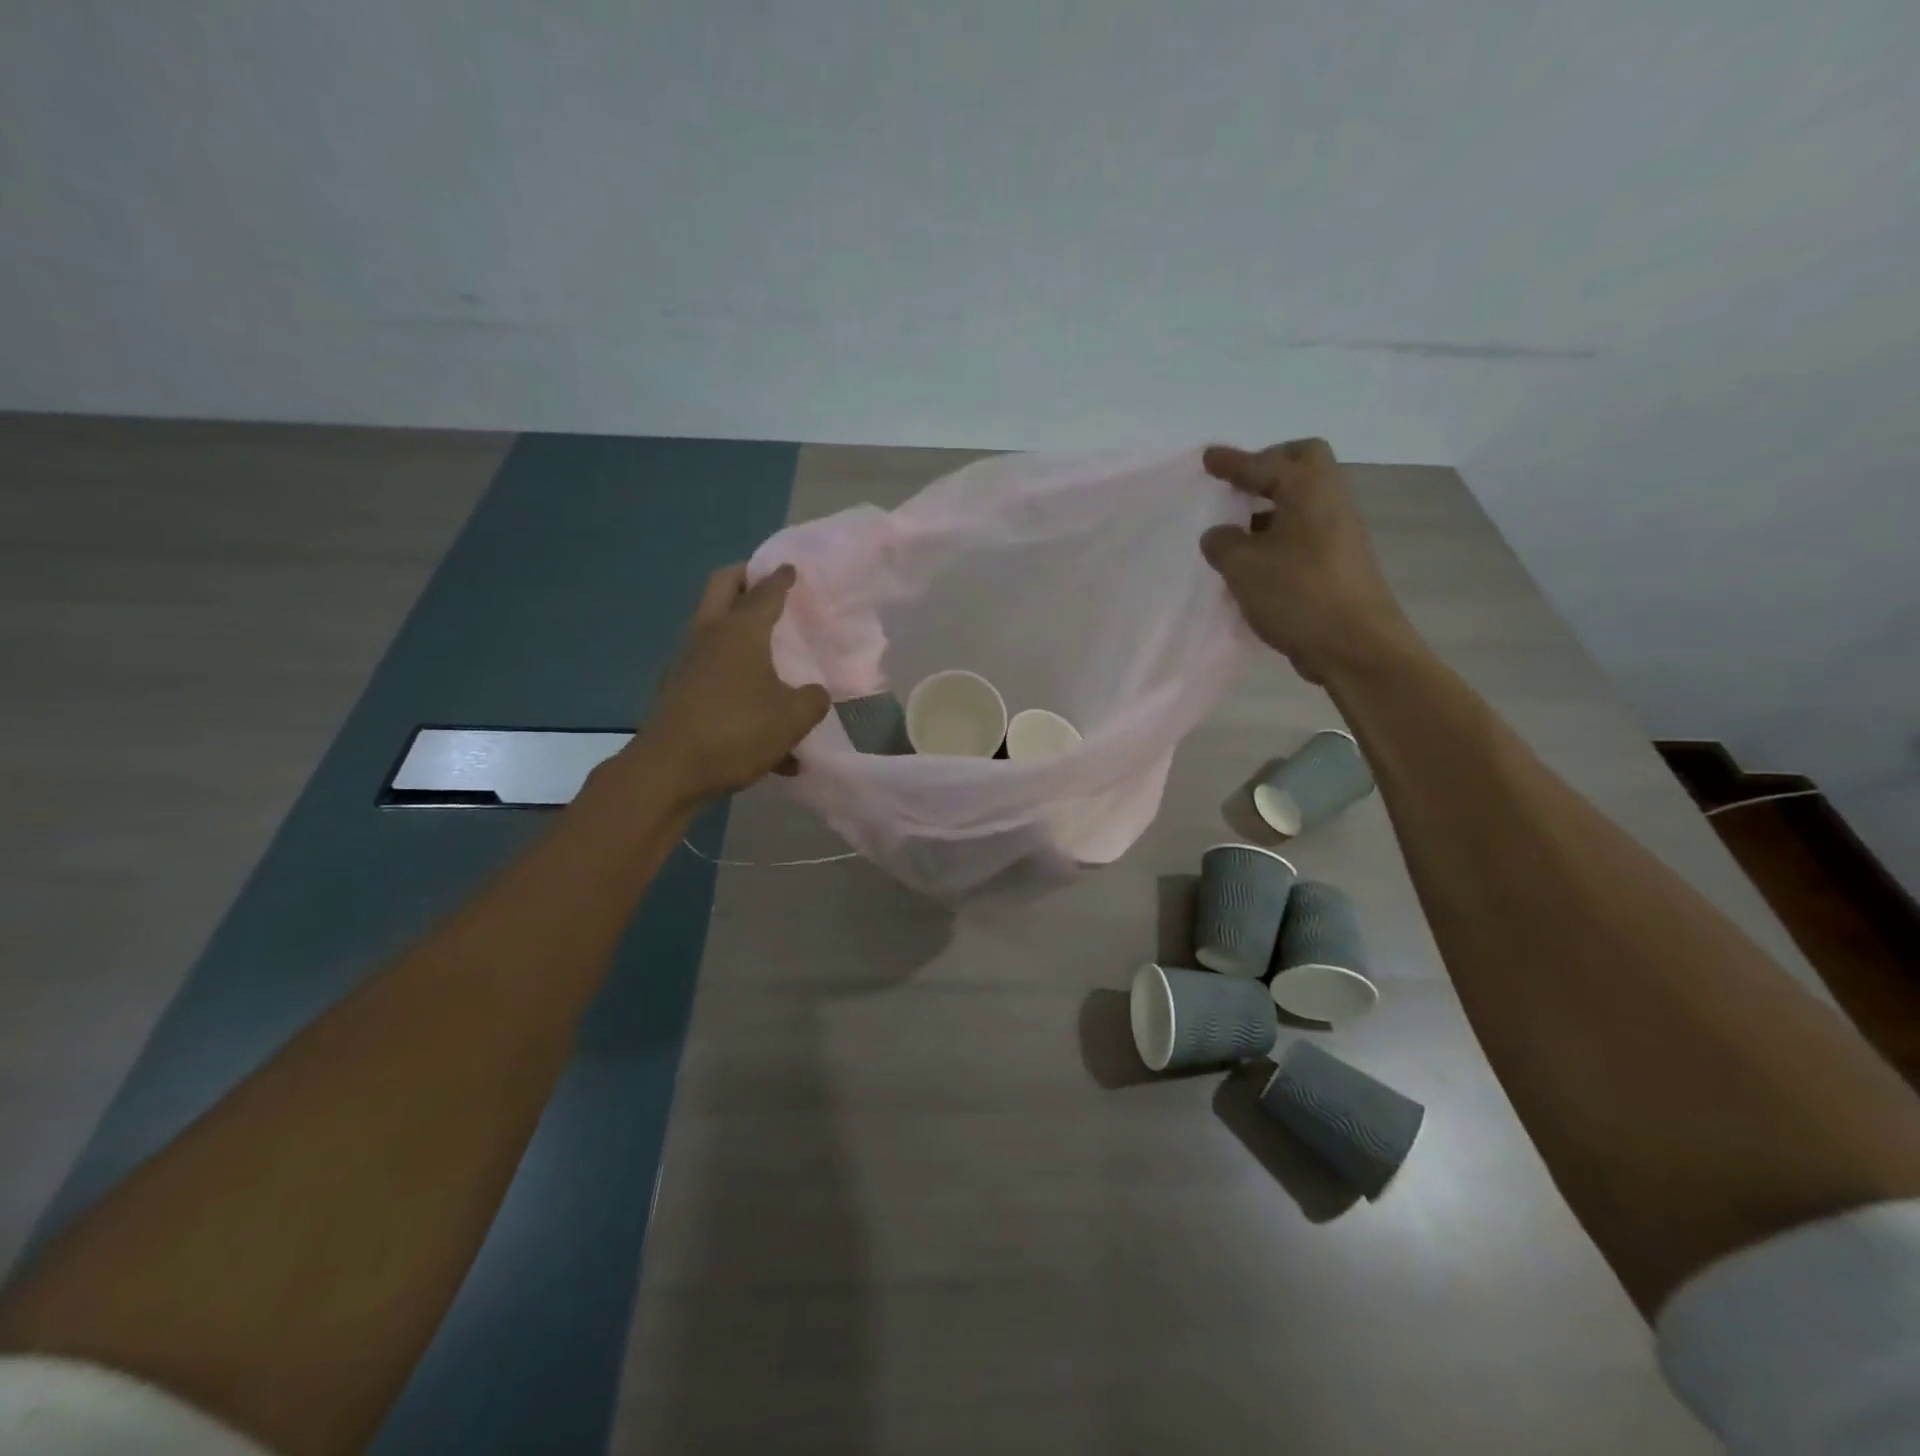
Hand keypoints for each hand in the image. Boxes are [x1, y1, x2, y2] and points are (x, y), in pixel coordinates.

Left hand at [635, 563, 830, 802]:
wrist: (669, 770)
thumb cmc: (737, 731)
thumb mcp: (793, 717)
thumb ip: (812, 699)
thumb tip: (813, 693)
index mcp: (741, 630)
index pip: (766, 591)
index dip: (781, 578)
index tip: (791, 568)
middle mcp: (710, 635)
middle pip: (723, 586)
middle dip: (745, 578)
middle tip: (766, 583)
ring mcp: (688, 661)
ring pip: (713, 626)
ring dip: (736, 626)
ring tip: (767, 646)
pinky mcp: (678, 689)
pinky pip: (711, 671)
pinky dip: (733, 676)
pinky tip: (759, 720)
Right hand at [1200, 438, 1418, 685]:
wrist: (1355, 646)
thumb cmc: (1299, 595)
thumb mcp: (1244, 567)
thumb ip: (1223, 543)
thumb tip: (1219, 535)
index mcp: (1310, 491)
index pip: (1267, 463)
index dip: (1234, 462)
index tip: (1207, 459)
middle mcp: (1330, 503)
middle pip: (1302, 465)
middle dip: (1267, 468)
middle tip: (1235, 485)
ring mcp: (1338, 535)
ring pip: (1302, 502)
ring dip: (1268, 508)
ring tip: (1233, 529)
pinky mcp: (1336, 564)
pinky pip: (1301, 534)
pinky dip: (1275, 537)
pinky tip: (1251, 563)